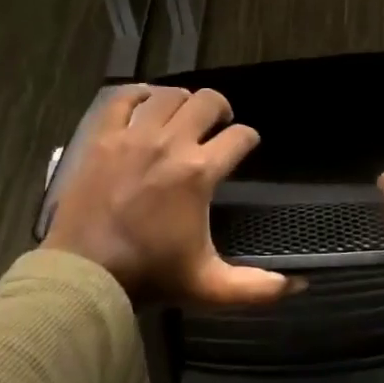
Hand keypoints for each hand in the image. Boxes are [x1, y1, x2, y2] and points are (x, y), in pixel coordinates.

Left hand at [44, 85, 298, 306]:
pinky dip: (138, 94)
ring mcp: (133, 137)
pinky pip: (122, 99)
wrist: (85, 274)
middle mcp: (171, 144)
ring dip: (183, 100)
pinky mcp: (102, 138)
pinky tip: (146, 102)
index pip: (239, 137)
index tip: (247, 144)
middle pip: (207, 102)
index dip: (249, 137)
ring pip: (168, 95)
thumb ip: (256, 288)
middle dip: (221, 108)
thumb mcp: (209, 285)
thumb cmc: (151, 275)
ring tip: (184, 115)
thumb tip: (298, 285)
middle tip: (219, 124)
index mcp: (199, 172)